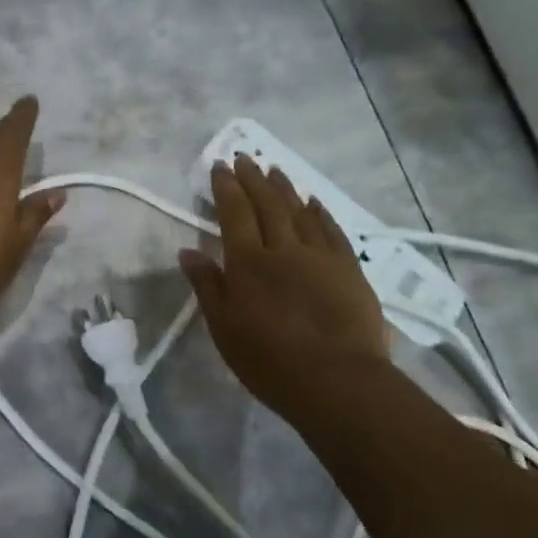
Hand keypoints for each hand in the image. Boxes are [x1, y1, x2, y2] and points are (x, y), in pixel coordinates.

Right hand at [179, 157, 390, 425]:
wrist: (337, 380)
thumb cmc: (269, 360)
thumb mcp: (224, 328)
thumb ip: (207, 286)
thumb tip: (188, 251)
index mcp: (248, 262)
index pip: (234, 213)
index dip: (226, 187)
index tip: (219, 166)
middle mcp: (283, 248)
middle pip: (267, 204)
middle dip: (253, 178)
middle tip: (244, 157)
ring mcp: (320, 256)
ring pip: (299, 211)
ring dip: (284, 188)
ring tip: (274, 169)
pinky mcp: (349, 269)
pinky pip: (331, 230)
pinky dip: (319, 212)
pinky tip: (313, 202)